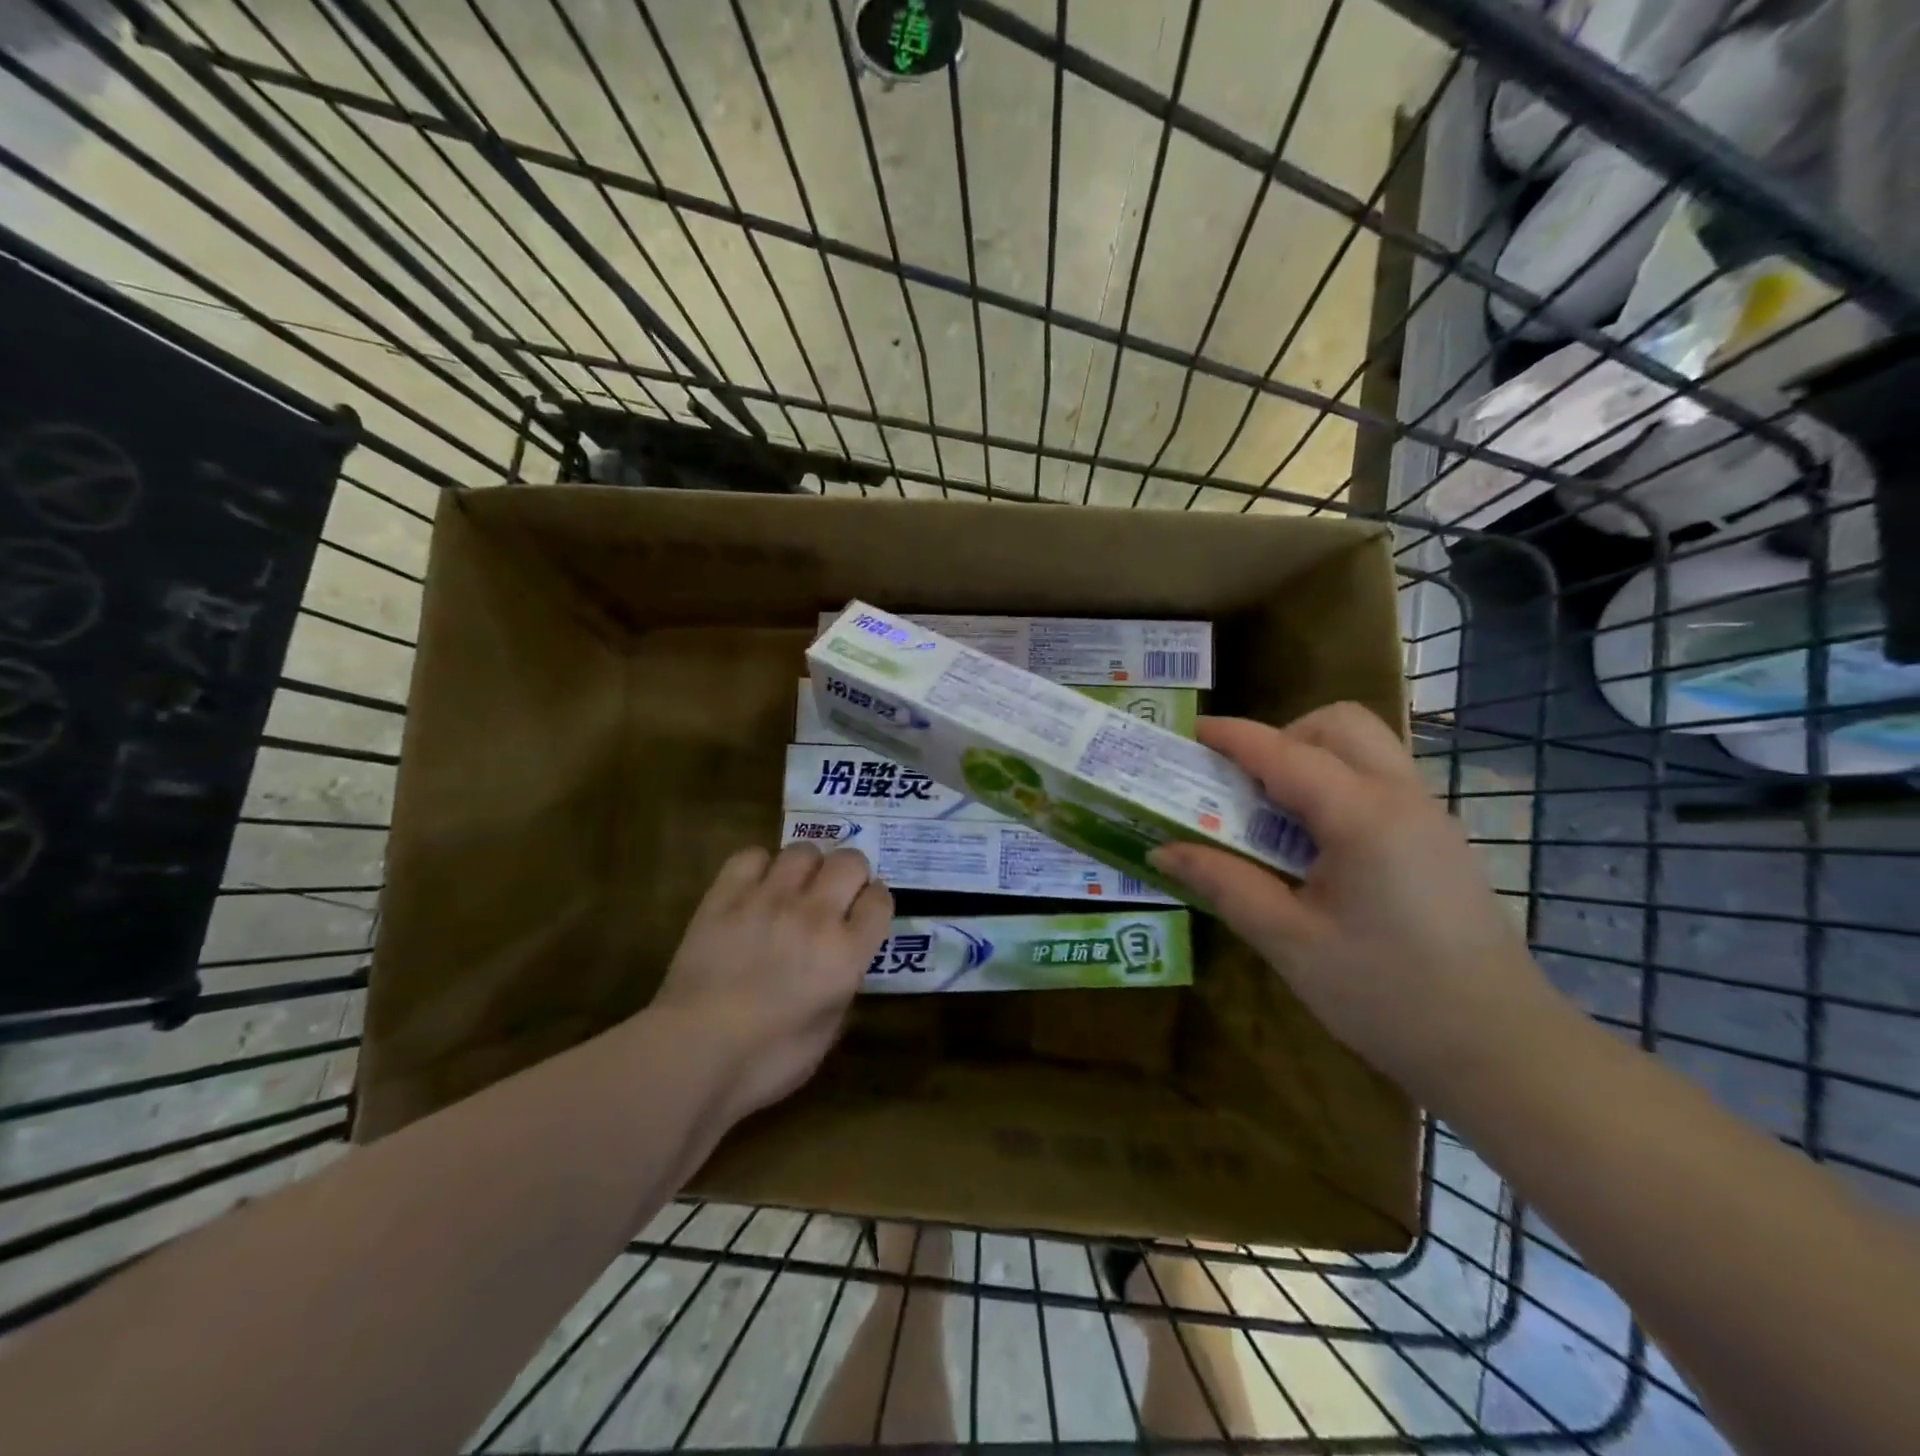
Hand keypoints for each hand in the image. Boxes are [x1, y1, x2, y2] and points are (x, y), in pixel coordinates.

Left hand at [652, 843, 891, 1122]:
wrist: (693, 1052)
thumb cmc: (766, 1061)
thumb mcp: (826, 1034)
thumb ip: (843, 991)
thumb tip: (841, 970)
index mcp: (846, 953)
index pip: (880, 901)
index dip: (875, 903)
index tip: (865, 912)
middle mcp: (815, 915)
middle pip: (850, 861)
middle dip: (851, 873)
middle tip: (837, 894)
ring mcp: (768, 899)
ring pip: (803, 851)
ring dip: (808, 866)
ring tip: (796, 887)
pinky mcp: (726, 896)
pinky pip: (751, 856)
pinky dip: (759, 866)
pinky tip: (756, 886)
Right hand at [1150, 706, 1562, 1107]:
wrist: (1502, 1052)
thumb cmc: (1386, 995)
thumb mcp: (1289, 942)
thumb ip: (1224, 883)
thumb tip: (1164, 850)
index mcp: (1362, 816)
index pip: (1284, 753)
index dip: (1234, 736)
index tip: (1193, 731)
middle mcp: (1402, 798)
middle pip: (1340, 725)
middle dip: (1283, 737)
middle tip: (1245, 785)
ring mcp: (1430, 818)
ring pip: (1367, 749)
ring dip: (1312, 760)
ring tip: (1274, 816)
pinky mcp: (1440, 843)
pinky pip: (1381, 783)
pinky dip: (1338, 787)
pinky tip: (1317, 848)